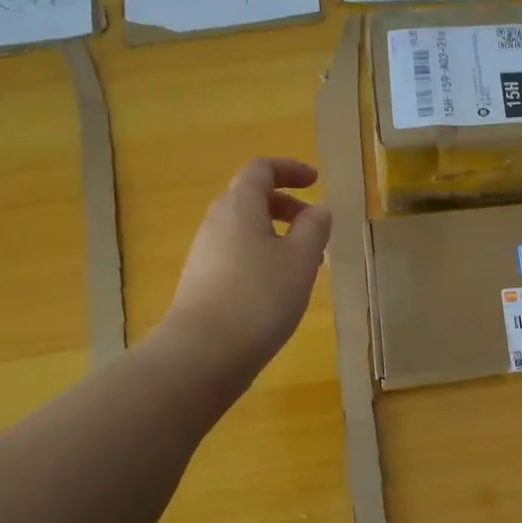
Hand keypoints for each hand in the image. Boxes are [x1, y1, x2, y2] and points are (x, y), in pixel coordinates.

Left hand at [160, 157, 331, 379]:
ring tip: (304, 263)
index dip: (290, 169)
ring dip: (276, 235)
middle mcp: (216, 222)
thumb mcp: (301, 259)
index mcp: (239, 206)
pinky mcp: (202, 283)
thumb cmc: (259, 297)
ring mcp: (204, 254)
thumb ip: (314, 228)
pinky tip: (279, 288)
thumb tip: (319, 208)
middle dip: (285, 205)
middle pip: (250, 198)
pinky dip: (262, 257)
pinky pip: (236, 254)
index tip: (316, 182)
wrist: (203, 354)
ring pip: (244, 229)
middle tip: (314, 226)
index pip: (261, 169)